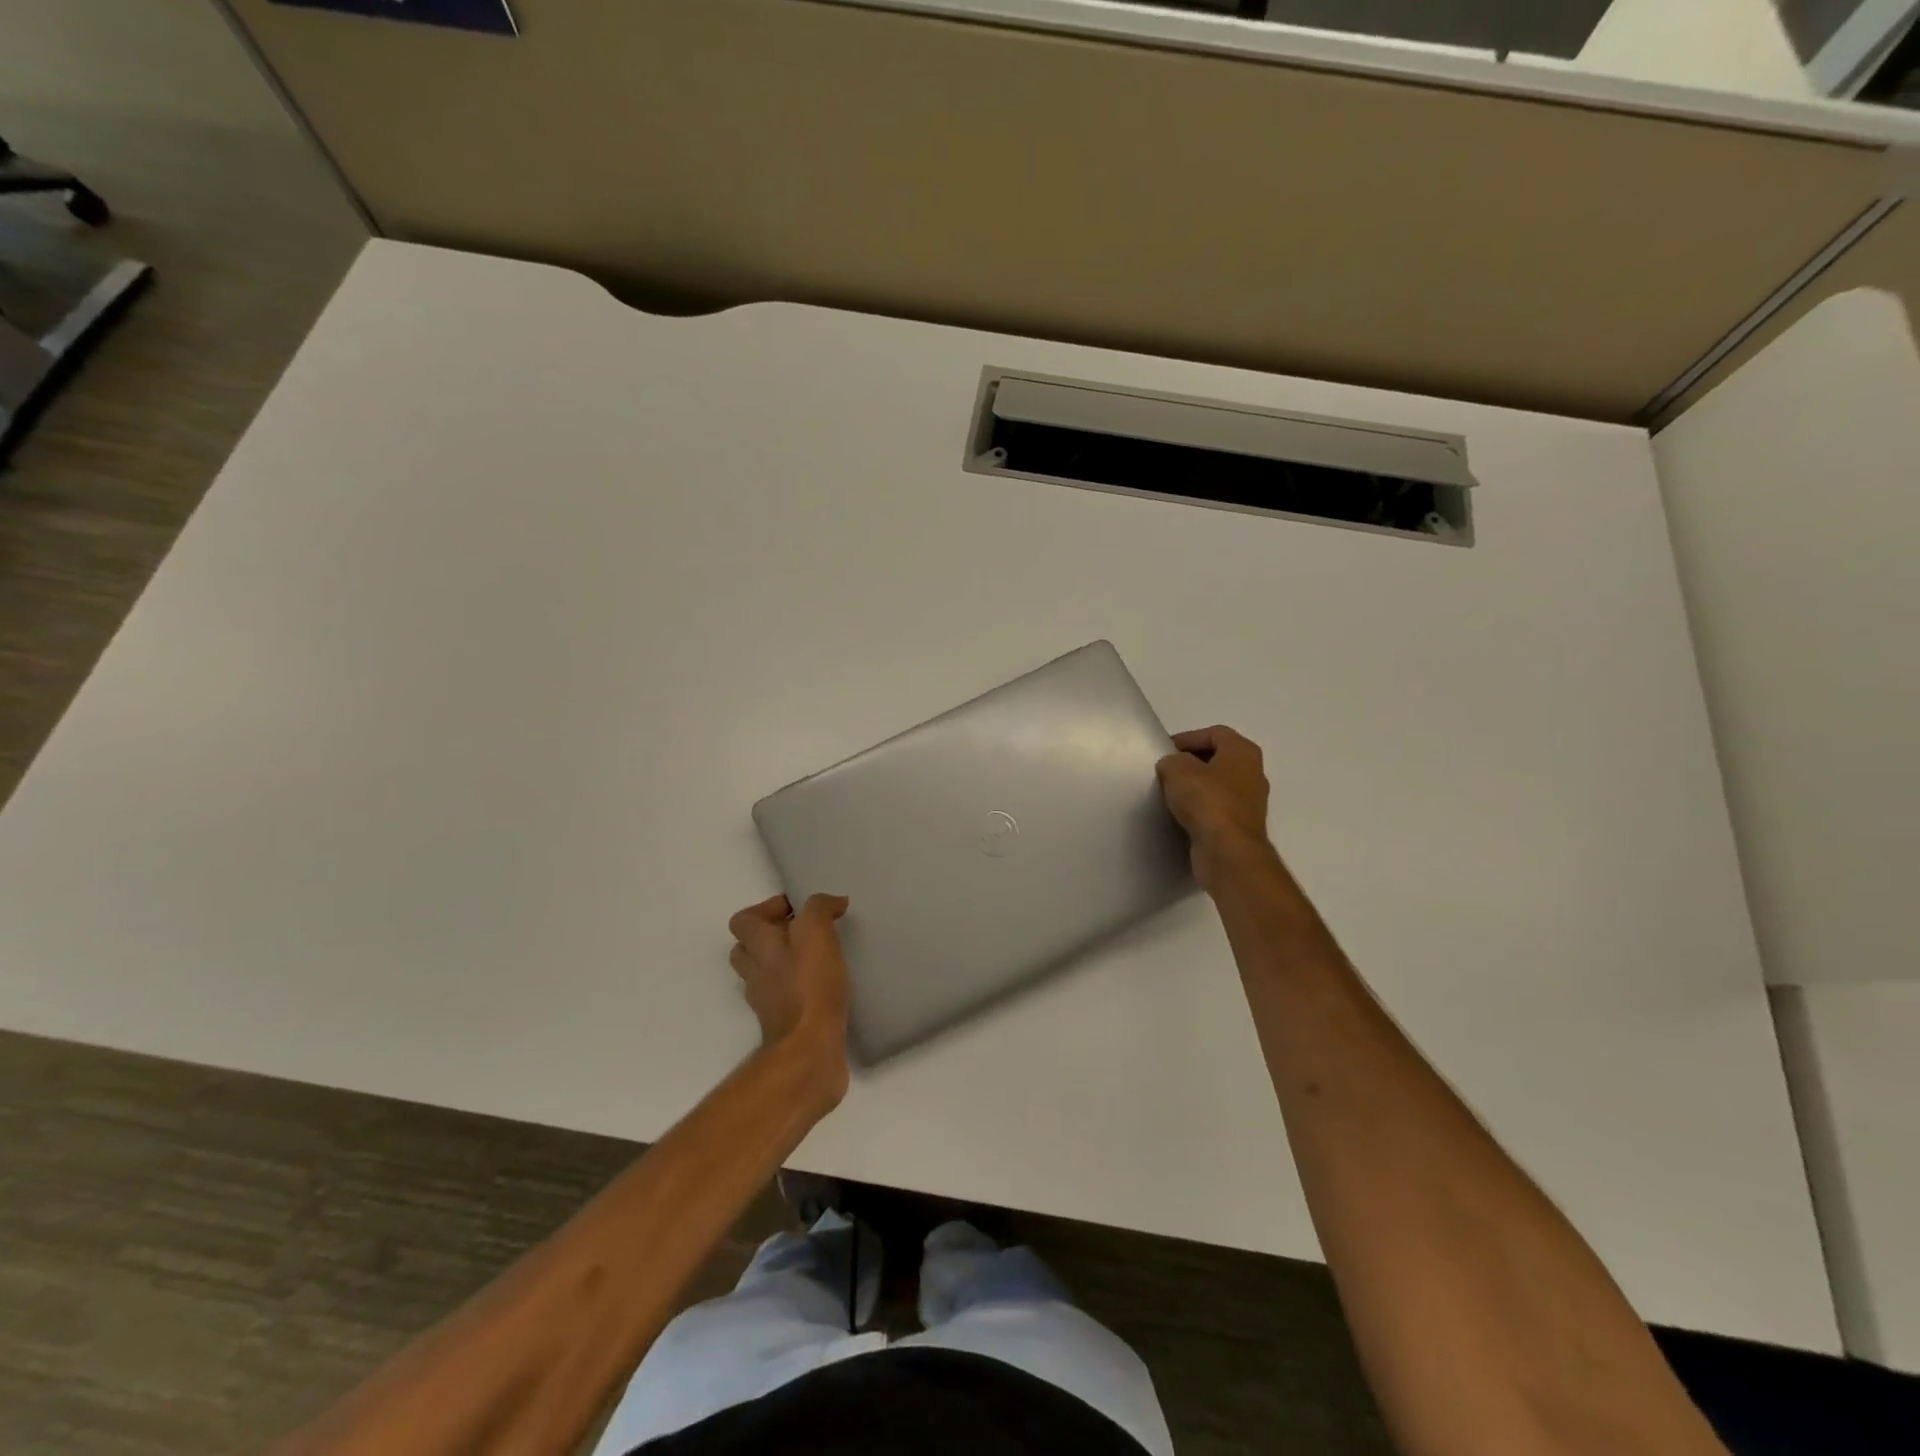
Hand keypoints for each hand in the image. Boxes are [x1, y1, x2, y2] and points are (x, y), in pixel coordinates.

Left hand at [728, 894, 852, 1104]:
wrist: (810, 1051)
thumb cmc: (810, 986)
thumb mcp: (816, 933)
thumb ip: (820, 909)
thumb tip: (834, 902)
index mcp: (759, 948)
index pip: (743, 921)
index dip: (766, 909)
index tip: (798, 910)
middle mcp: (756, 974)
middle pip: (748, 949)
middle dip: (772, 937)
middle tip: (804, 932)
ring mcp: (768, 1003)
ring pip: (766, 975)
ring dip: (784, 964)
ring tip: (817, 957)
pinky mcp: (785, 1025)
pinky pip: (785, 999)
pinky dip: (799, 990)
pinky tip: (826, 986)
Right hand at [1156, 725, 1277, 890]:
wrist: (1227, 851)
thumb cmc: (1207, 801)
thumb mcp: (1177, 770)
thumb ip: (1172, 761)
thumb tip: (1173, 768)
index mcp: (1243, 752)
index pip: (1214, 733)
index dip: (1188, 738)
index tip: (1165, 750)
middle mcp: (1253, 773)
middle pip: (1218, 759)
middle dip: (1191, 762)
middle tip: (1166, 770)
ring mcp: (1250, 802)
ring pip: (1218, 785)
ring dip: (1196, 787)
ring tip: (1170, 793)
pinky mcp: (1241, 826)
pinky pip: (1217, 809)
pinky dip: (1200, 809)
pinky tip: (1181, 815)